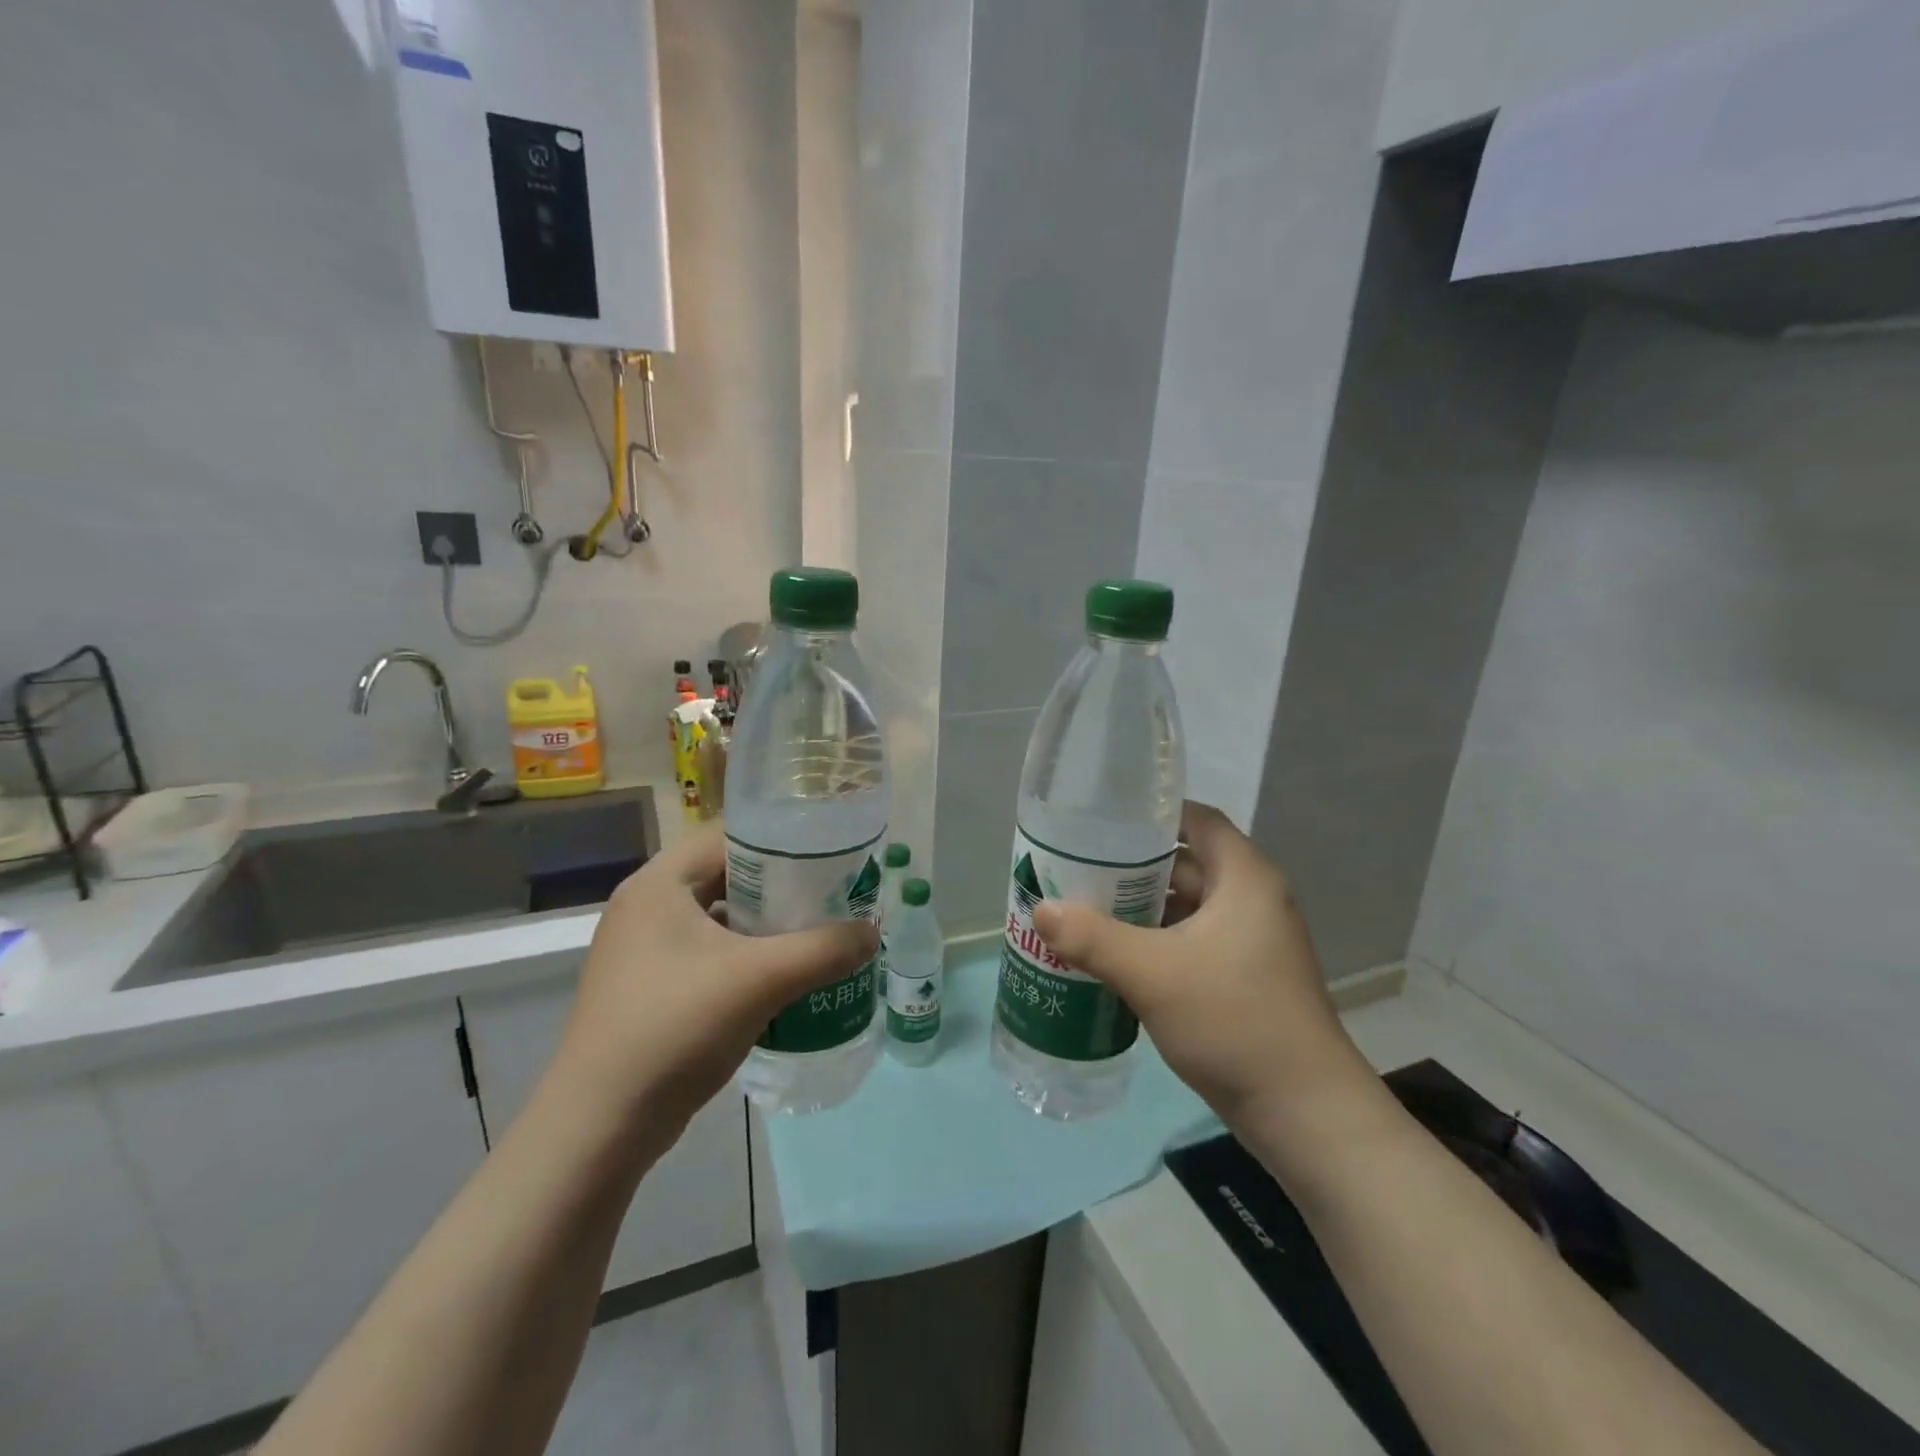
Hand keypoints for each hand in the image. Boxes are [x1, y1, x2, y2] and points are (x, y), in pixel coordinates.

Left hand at [553, 821, 877, 1131]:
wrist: (600, 1126)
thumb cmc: (675, 1029)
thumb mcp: (760, 980)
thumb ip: (824, 949)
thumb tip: (873, 932)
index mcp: (659, 884)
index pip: (729, 833)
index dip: (781, 837)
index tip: (829, 851)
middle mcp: (646, 906)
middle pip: (726, 873)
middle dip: (781, 883)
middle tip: (833, 892)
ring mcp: (643, 949)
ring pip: (719, 915)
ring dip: (766, 922)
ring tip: (818, 929)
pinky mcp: (650, 986)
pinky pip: (709, 951)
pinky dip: (746, 954)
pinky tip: (783, 974)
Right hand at [1031, 802, 1373, 1129]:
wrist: (1304, 1114)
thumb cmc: (1234, 1022)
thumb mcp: (1152, 974)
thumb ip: (1092, 938)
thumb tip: (1040, 908)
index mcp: (1244, 879)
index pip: (1196, 820)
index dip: (1151, 814)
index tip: (1101, 821)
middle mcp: (1251, 900)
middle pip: (1184, 864)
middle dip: (1130, 866)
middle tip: (1074, 868)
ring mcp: (1248, 942)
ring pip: (1184, 907)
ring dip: (1139, 908)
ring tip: (1081, 908)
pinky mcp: (1241, 978)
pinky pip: (1189, 941)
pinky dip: (1154, 941)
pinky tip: (1112, 955)